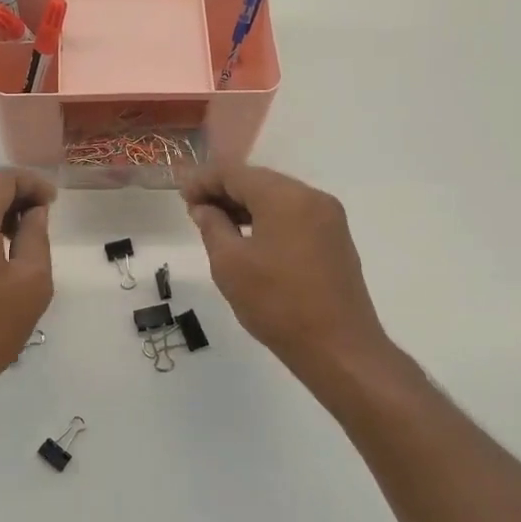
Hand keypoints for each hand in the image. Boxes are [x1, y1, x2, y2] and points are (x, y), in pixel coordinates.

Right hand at [182, 164, 397, 382]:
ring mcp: (328, 217)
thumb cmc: (277, 304)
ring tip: (217, 225)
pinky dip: (267, 219)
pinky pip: (294, 215)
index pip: (235, 172)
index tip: (181, 197)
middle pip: (258, 181)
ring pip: (277, 197)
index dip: (203, 180)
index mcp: (285, 197)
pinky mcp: (335, 239)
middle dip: (224, 191)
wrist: (339, 349)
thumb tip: (204, 208)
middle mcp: (311, 197)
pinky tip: (248, 238)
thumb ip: (212, 227)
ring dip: (245, 205)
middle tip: (195, 211)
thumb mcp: (229, 264)